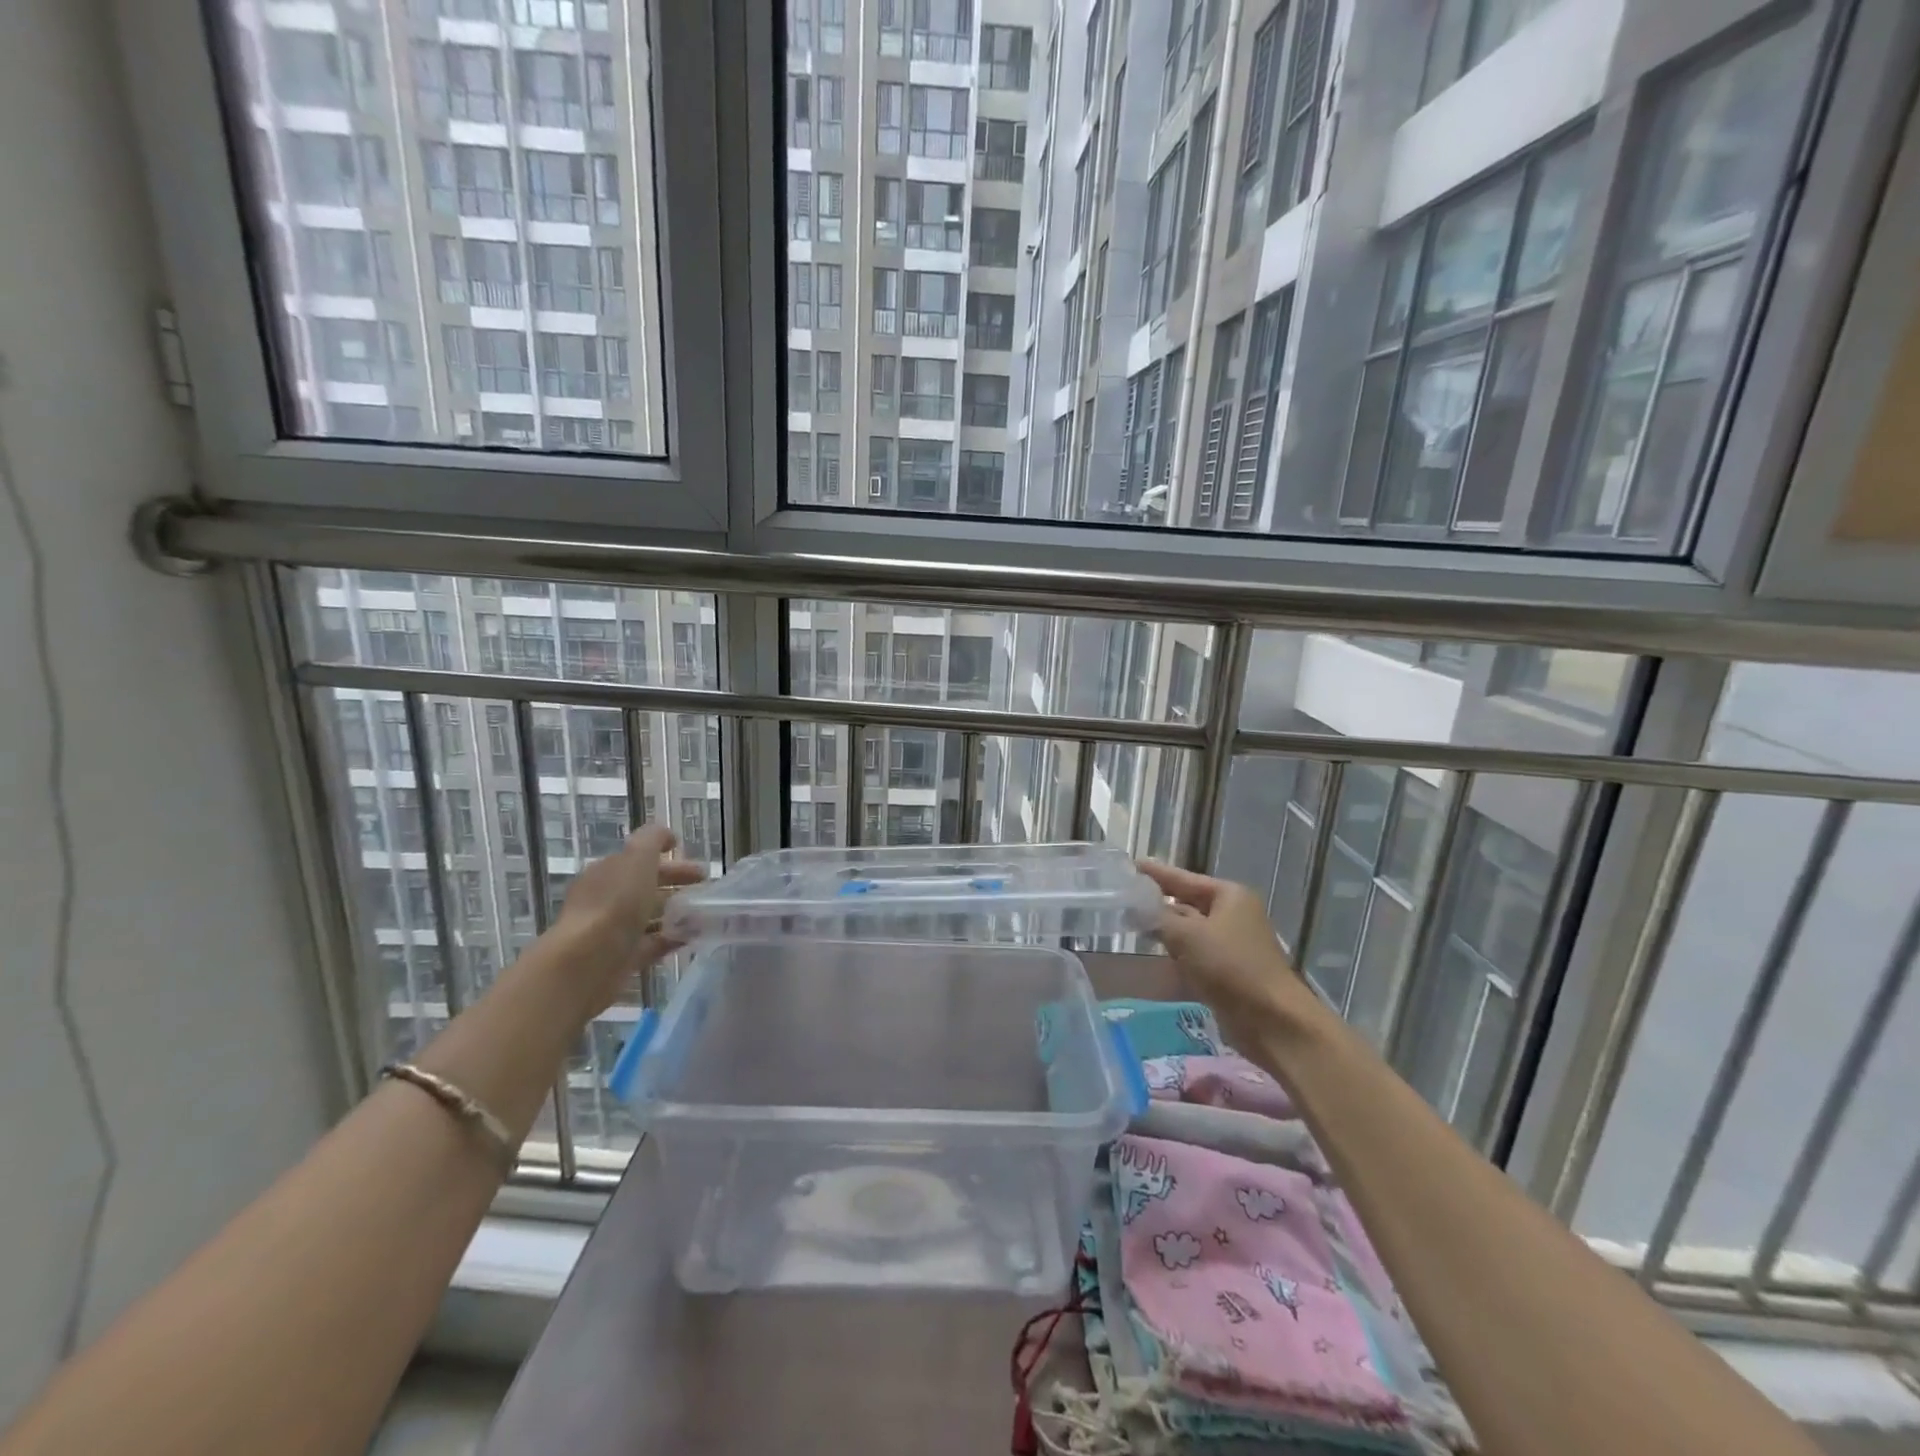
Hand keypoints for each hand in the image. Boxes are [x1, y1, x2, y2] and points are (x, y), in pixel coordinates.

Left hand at [555, 824, 705, 1017]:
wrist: (587, 961)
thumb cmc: (615, 902)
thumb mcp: (637, 856)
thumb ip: (653, 839)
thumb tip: (668, 835)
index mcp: (607, 873)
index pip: (640, 861)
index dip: (670, 860)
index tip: (699, 868)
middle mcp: (606, 899)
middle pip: (646, 888)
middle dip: (676, 886)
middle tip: (707, 890)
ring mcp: (612, 931)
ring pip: (649, 917)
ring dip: (676, 914)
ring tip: (705, 914)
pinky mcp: (620, 959)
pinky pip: (651, 945)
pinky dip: (671, 939)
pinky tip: (693, 938)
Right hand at [1138, 861, 1319, 1033]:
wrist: (1272, 1021)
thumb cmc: (1230, 967)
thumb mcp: (1187, 936)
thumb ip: (1158, 918)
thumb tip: (1135, 906)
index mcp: (1229, 896)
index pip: (1183, 878)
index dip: (1155, 872)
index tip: (1129, 865)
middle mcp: (1233, 914)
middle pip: (1187, 902)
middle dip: (1157, 902)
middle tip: (1123, 897)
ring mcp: (1232, 943)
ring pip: (1190, 930)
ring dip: (1165, 929)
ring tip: (1131, 923)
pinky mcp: (1229, 970)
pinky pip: (1196, 953)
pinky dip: (1178, 952)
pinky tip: (1156, 953)